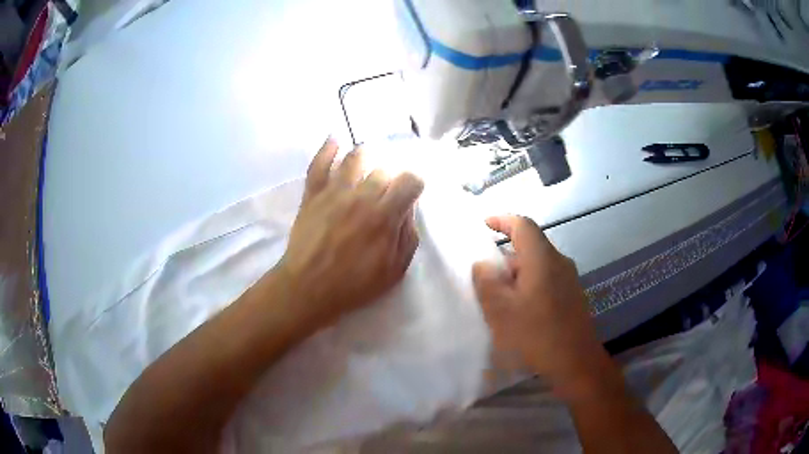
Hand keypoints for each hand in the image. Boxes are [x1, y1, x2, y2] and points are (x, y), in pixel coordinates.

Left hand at [275, 138, 423, 330]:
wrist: (308, 288)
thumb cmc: (354, 285)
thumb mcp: (394, 270)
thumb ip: (407, 237)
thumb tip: (407, 210)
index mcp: (384, 215)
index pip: (410, 181)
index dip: (415, 185)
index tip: (410, 195)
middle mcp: (361, 196)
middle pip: (384, 170)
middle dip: (391, 179)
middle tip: (386, 193)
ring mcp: (334, 192)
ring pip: (355, 158)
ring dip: (366, 157)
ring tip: (368, 164)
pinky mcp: (313, 194)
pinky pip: (318, 164)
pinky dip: (327, 149)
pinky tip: (334, 140)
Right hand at [472, 215, 606, 393]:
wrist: (576, 363)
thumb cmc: (536, 334)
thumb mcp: (501, 310)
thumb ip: (486, 282)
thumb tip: (483, 265)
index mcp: (542, 259)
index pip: (523, 225)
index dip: (502, 220)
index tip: (484, 225)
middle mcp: (559, 263)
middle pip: (530, 247)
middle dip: (505, 258)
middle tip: (484, 279)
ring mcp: (569, 280)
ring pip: (538, 266)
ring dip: (516, 276)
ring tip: (498, 301)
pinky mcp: (573, 296)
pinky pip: (546, 281)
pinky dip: (529, 287)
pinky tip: (519, 313)